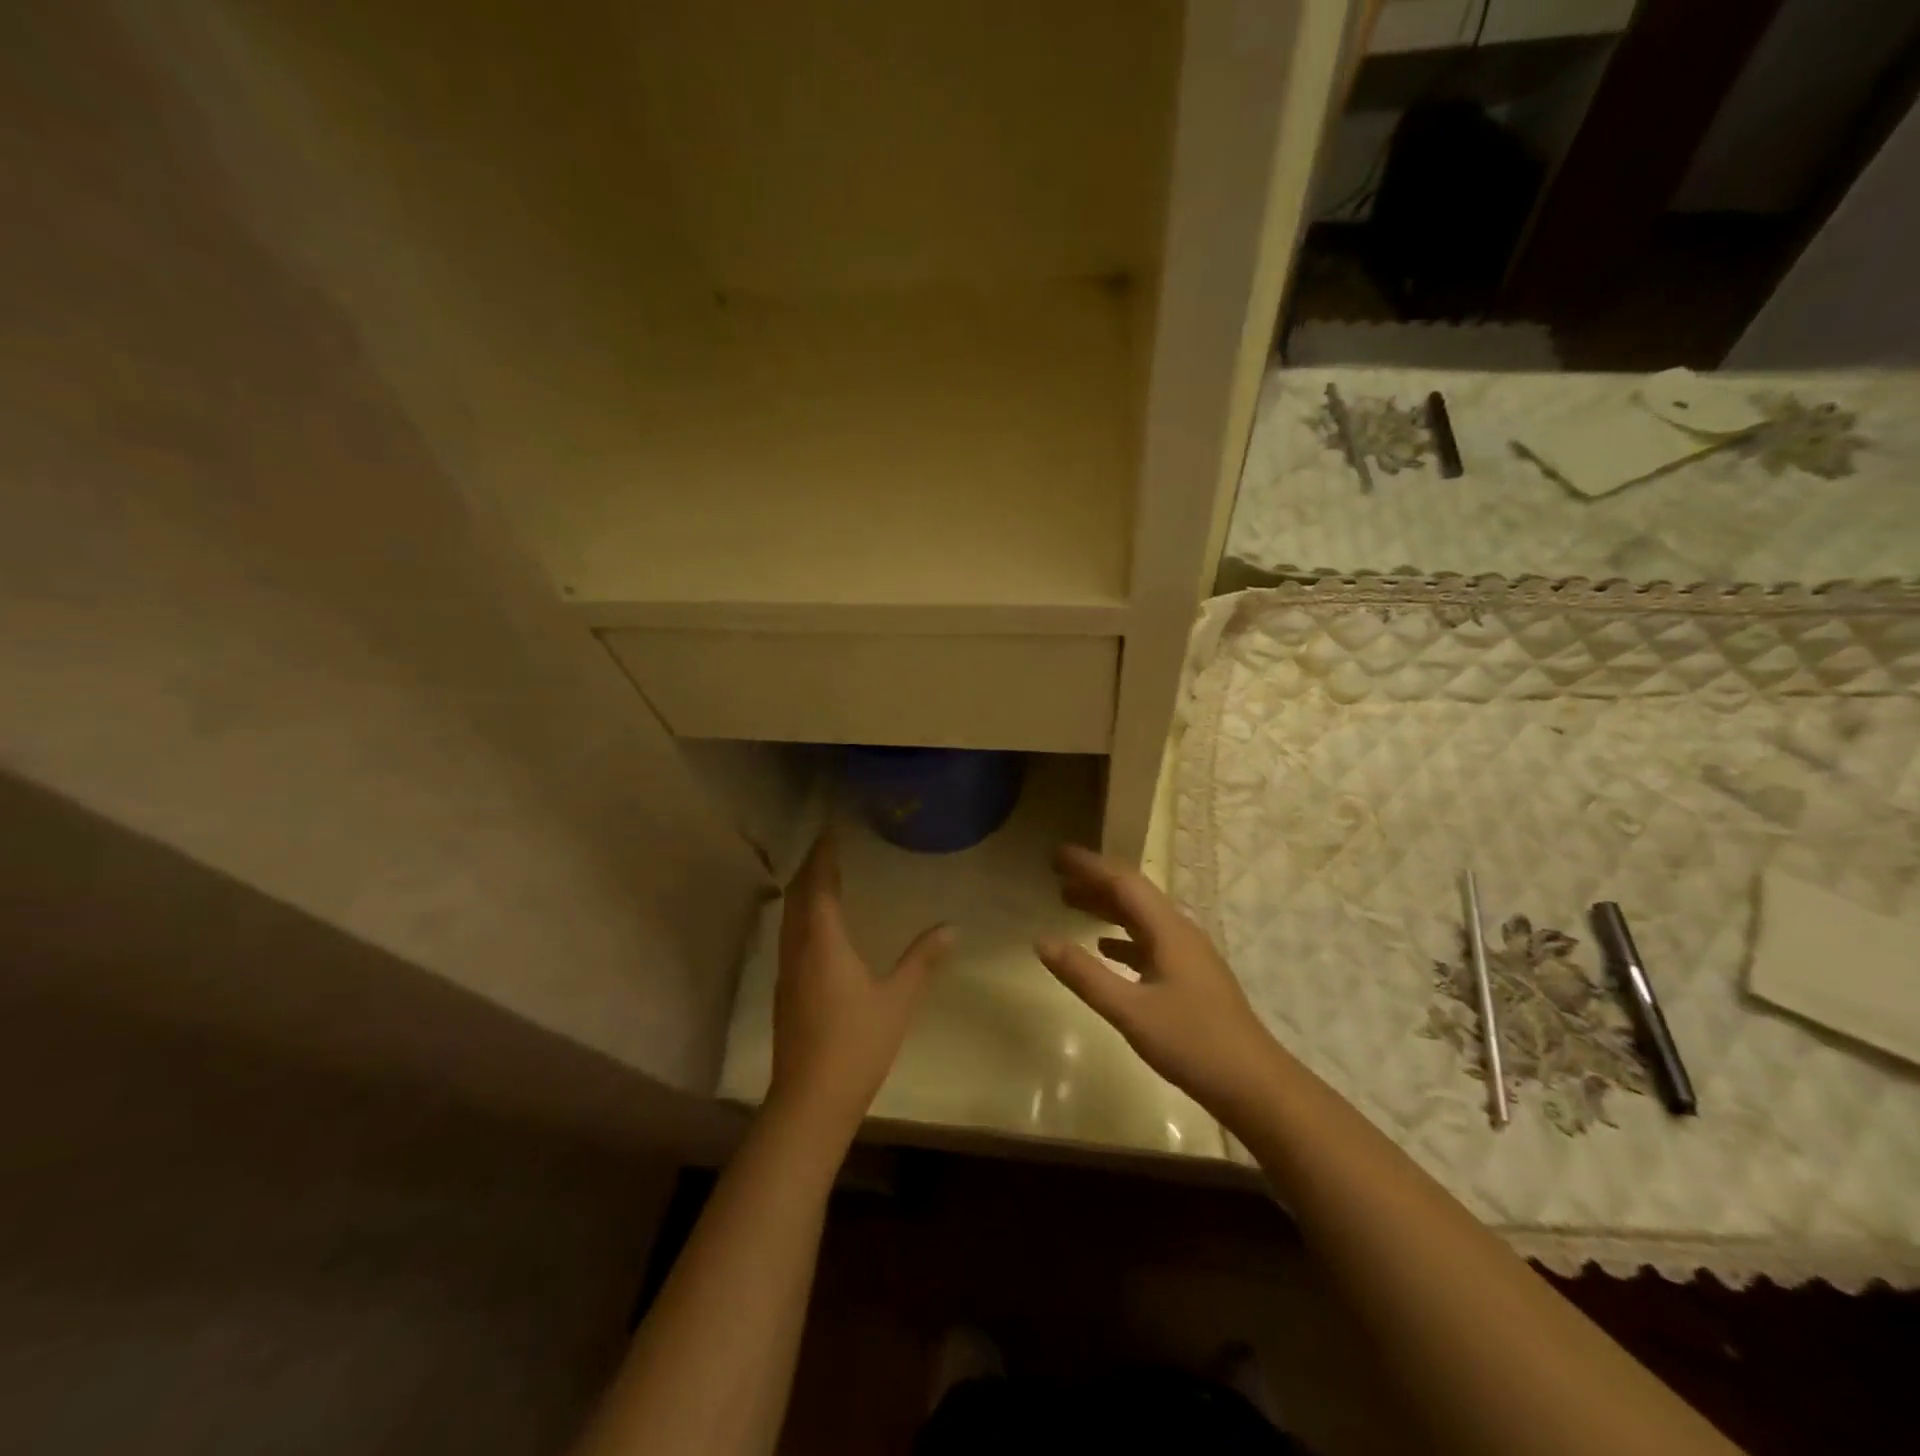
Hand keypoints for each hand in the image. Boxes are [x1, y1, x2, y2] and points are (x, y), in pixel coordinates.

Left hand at [766, 832, 953, 1141]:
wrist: (811, 1101)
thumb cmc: (857, 1044)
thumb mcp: (898, 999)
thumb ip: (924, 959)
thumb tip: (953, 927)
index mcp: (823, 942)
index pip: (819, 884)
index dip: (824, 855)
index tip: (832, 830)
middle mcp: (797, 948)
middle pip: (797, 895)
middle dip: (811, 866)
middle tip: (829, 846)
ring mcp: (786, 971)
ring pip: (789, 916)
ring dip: (803, 890)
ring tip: (823, 876)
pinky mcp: (784, 991)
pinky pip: (789, 935)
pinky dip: (801, 915)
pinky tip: (818, 926)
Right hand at [1035, 845, 1275, 1118]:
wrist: (1255, 1085)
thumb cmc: (1192, 1043)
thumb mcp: (1130, 1011)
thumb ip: (1084, 975)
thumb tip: (1041, 940)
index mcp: (1168, 930)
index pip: (1123, 882)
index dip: (1089, 865)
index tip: (1056, 854)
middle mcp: (1179, 932)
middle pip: (1132, 895)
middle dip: (1094, 881)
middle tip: (1056, 874)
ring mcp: (1188, 955)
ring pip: (1140, 918)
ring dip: (1106, 907)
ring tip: (1069, 902)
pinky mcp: (1190, 978)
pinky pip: (1149, 942)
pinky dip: (1121, 938)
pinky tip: (1104, 948)